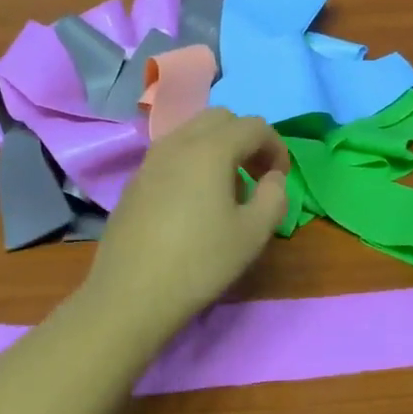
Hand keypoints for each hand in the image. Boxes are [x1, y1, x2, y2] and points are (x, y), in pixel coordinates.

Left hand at [83, 109, 289, 337]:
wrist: (131, 294)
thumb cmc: (200, 263)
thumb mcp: (253, 234)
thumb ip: (274, 197)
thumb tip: (272, 178)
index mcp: (210, 149)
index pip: (254, 126)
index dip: (277, 147)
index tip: (281, 179)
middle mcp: (177, 143)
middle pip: (220, 119)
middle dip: (246, 140)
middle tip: (257, 177)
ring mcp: (150, 160)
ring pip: (192, 134)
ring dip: (218, 150)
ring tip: (227, 192)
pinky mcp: (134, 182)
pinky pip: (171, 155)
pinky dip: (192, 164)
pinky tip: (194, 205)